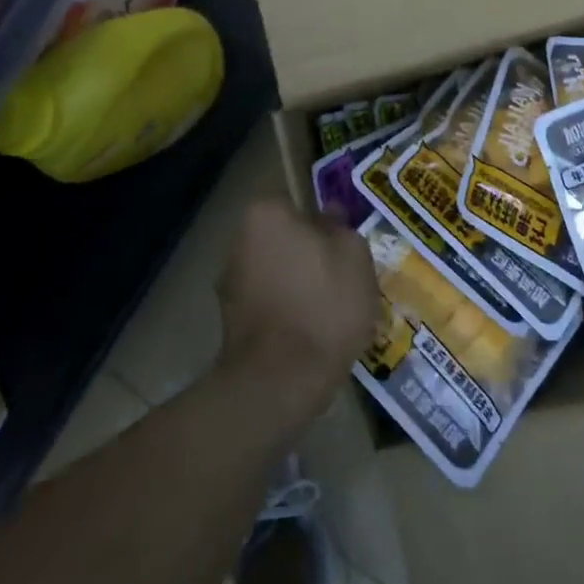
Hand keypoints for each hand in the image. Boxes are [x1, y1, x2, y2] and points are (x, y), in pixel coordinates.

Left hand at [215, 199, 377, 428]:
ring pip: (276, 272)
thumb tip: (329, 216)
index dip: (322, 220)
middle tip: (342, 274)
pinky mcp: (230, 323)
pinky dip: (287, 312)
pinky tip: (312, 332)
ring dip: (297, 283)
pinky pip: (269, 304)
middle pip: (283, 237)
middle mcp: (238, 241)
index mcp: (265, 214)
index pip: (296, 202)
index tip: (342, 241)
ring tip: (331, 309)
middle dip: (308, 252)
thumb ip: (341, 227)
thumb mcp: (354, 255)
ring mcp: (229, 284)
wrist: (282, 380)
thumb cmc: (324, 302)